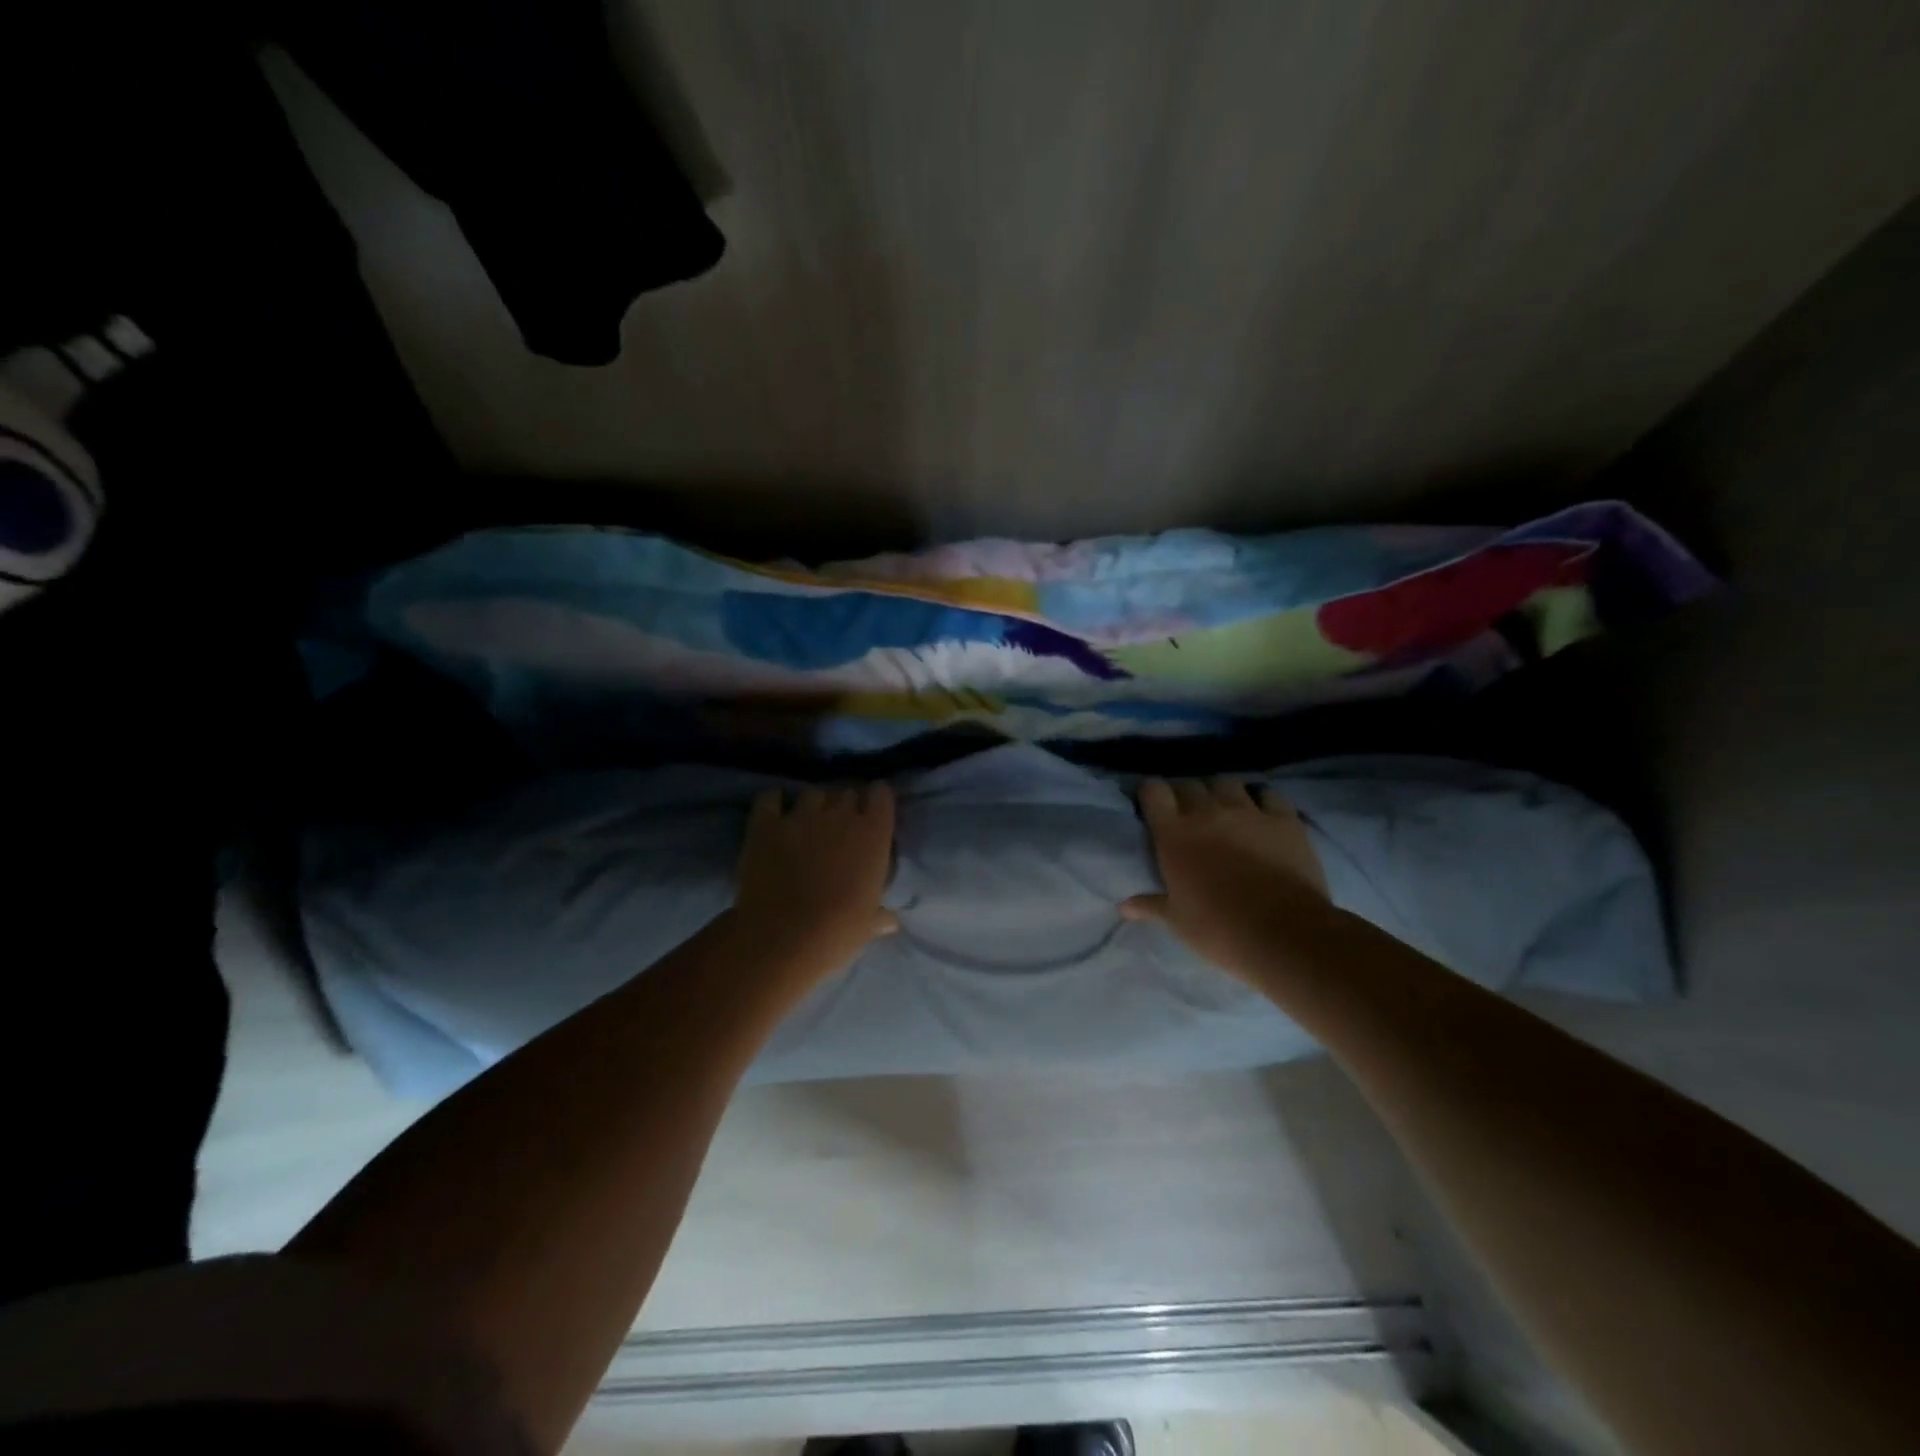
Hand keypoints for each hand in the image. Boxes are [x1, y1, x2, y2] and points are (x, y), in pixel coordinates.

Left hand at [730, 782, 897, 977]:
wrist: (784, 938)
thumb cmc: (838, 931)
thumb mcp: (867, 925)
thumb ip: (880, 915)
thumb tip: (891, 921)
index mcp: (873, 834)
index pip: (881, 795)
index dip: (876, 801)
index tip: (872, 813)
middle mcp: (840, 815)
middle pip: (846, 792)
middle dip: (844, 806)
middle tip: (839, 827)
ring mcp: (801, 816)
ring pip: (811, 793)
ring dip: (812, 806)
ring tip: (806, 823)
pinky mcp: (766, 824)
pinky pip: (770, 797)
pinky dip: (773, 801)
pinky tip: (773, 812)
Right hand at [1122, 778, 1329, 977]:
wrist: (1284, 934)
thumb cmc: (1219, 929)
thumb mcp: (1177, 921)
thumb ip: (1151, 905)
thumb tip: (1124, 907)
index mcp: (1174, 834)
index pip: (1153, 791)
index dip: (1151, 794)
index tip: (1152, 805)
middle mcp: (1207, 812)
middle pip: (1189, 784)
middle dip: (1184, 794)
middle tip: (1187, 814)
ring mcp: (1248, 811)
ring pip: (1227, 783)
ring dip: (1220, 792)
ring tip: (1223, 809)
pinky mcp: (1284, 819)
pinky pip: (1268, 794)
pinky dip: (1261, 799)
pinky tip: (1261, 812)